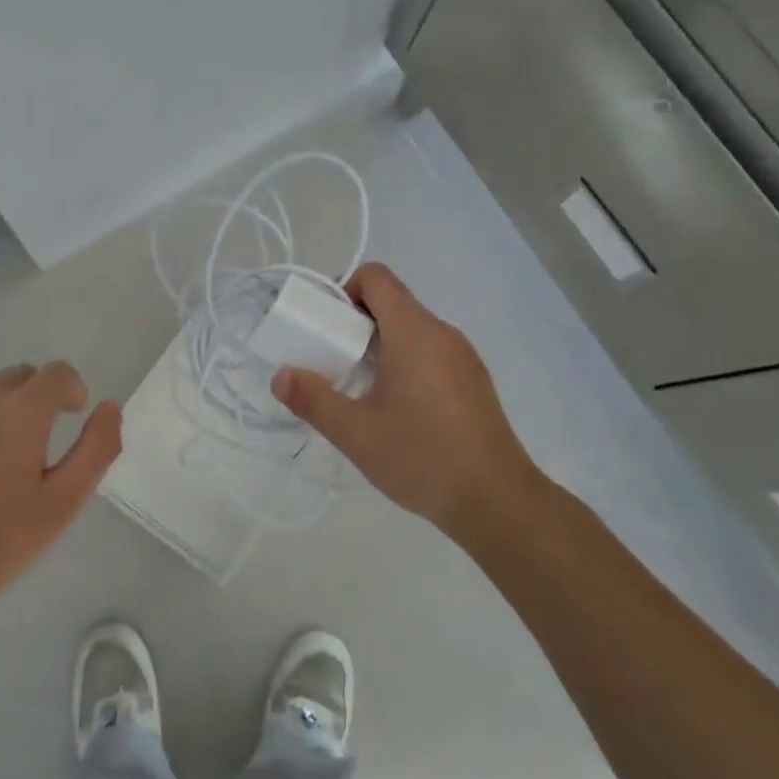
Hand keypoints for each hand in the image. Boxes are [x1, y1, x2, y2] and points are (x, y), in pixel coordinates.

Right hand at [272, 263, 540, 538]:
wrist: (497, 501)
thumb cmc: (422, 457)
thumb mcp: (355, 432)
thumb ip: (313, 399)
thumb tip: (281, 376)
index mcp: (414, 331)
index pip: (376, 278)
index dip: (344, 290)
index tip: (324, 328)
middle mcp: (442, 333)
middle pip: (392, 303)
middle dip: (354, 324)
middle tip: (330, 363)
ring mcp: (463, 357)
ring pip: (411, 331)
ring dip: (378, 346)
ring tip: (357, 390)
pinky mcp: (473, 382)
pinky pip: (430, 354)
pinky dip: (403, 364)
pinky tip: (394, 409)